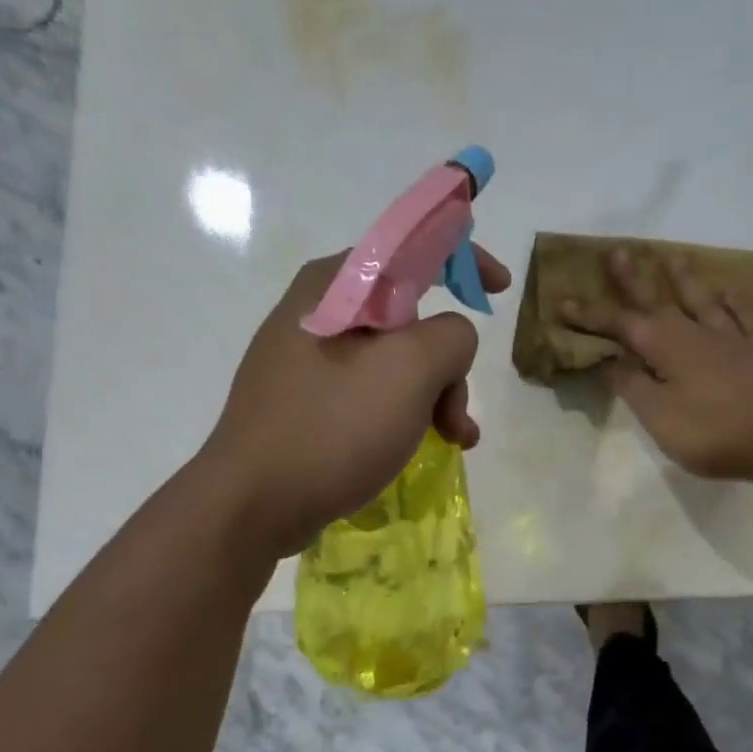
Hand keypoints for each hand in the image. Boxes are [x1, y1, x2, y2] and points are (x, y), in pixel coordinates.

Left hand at [204, 246, 511, 556]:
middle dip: (449, 362)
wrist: (252, 504)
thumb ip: (452, 336)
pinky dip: (405, 413)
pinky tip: (421, 447)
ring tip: (452, 440)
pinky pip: (372, 393)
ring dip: (434, 396)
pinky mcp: (307, 403)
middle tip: (456, 413)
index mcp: (334, 284)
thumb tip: (450, 343)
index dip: (464, 260)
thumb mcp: (409, 370)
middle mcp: (318, 312)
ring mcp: (308, 361)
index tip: (500, 290)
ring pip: (395, 361)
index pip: (411, 247)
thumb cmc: (332, 427)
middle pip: (409, 316)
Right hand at [561, 249, 752, 481]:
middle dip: (633, 279)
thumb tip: (611, 360)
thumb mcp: (656, 414)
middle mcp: (693, 332)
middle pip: (657, 300)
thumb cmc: (708, 430)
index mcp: (664, 345)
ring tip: (672, 257)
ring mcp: (728, 339)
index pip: (619, 325)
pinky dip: (736, 302)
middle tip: (617, 251)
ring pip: (701, 300)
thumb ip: (631, 384)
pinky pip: (744, 318)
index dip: (590, 316)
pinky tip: (731, 290)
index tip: (563, 302)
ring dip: (684, 279)